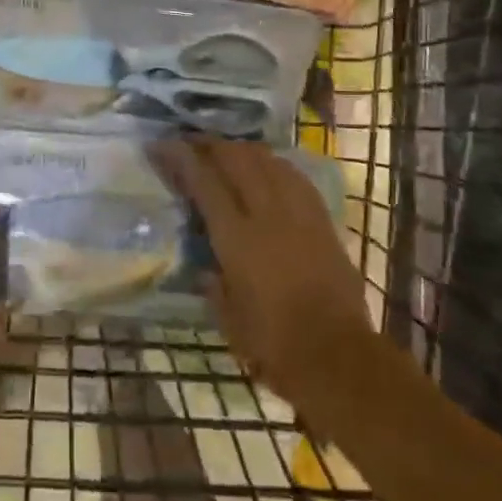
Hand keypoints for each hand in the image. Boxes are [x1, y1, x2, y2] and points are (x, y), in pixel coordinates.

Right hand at [151, 137, 369, 400]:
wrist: (339, 358)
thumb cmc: (275, 346)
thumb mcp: (228, 320)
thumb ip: (213, 286)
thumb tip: (205, 267)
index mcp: (237, 239)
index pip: (204, 183)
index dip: (181, 158)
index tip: (161, 145)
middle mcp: (267, 215)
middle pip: (237, 160)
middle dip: (210, 144)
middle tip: (191, 142)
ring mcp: (299, 215)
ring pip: (268, 162)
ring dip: (243, 149)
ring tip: (226, 150)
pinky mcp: (323, 222)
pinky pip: (295, 178)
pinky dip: (275, 165)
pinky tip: (268, 166)